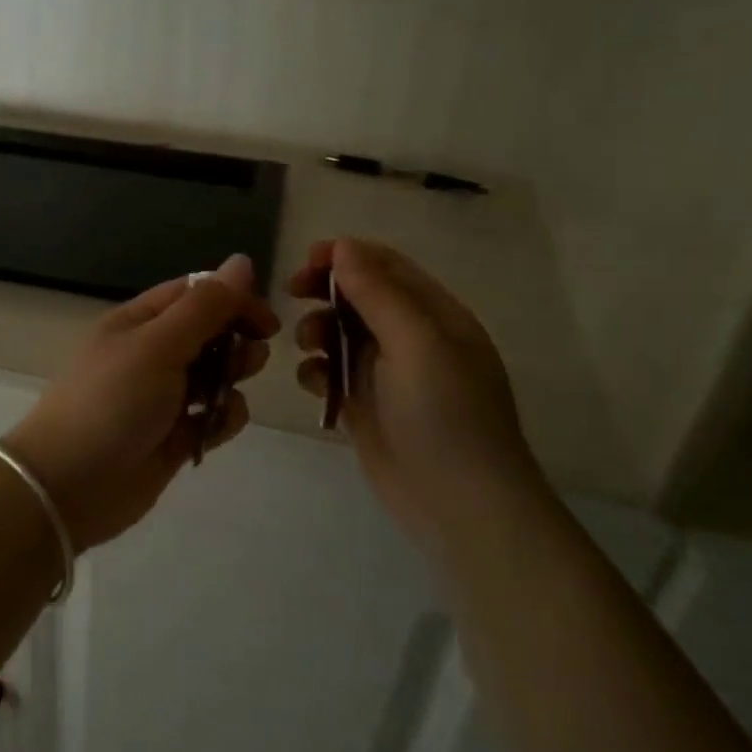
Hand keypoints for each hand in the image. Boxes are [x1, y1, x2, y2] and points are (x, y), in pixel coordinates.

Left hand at [4, 254, 277, 552]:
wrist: (70, 485)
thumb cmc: (112, 402)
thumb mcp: (158, 345)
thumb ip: (204, 307)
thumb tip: (242, 261)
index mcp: (139, 321)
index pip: (195, 293)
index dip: (233, 300)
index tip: (266, 322)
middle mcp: (151, 353)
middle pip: (208, 332)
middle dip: (235, 341)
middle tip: (249, 359)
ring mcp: (162, 396)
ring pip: (214, 375)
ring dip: (232, 379)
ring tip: (230, 392)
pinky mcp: (173, 436)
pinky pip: (211, 416)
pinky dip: (221, 418)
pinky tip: (216, 427)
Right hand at [290, 238, 537, 537]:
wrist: (460, 504)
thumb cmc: (445, 413)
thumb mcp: (416, 343)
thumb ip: (377, 293)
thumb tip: (342, 246)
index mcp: (434, 314)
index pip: (385, 265)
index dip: (345, 255)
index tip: (305, 260)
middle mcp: (411, 337)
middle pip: (357, 295)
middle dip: (323, 290)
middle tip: (291, 294)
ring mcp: (386, 373)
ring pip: (339, 332)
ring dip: (317, 330)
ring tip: (309, 347)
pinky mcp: (365, 405)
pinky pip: (331, 373)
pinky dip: (317, 372)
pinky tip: (316, 385)